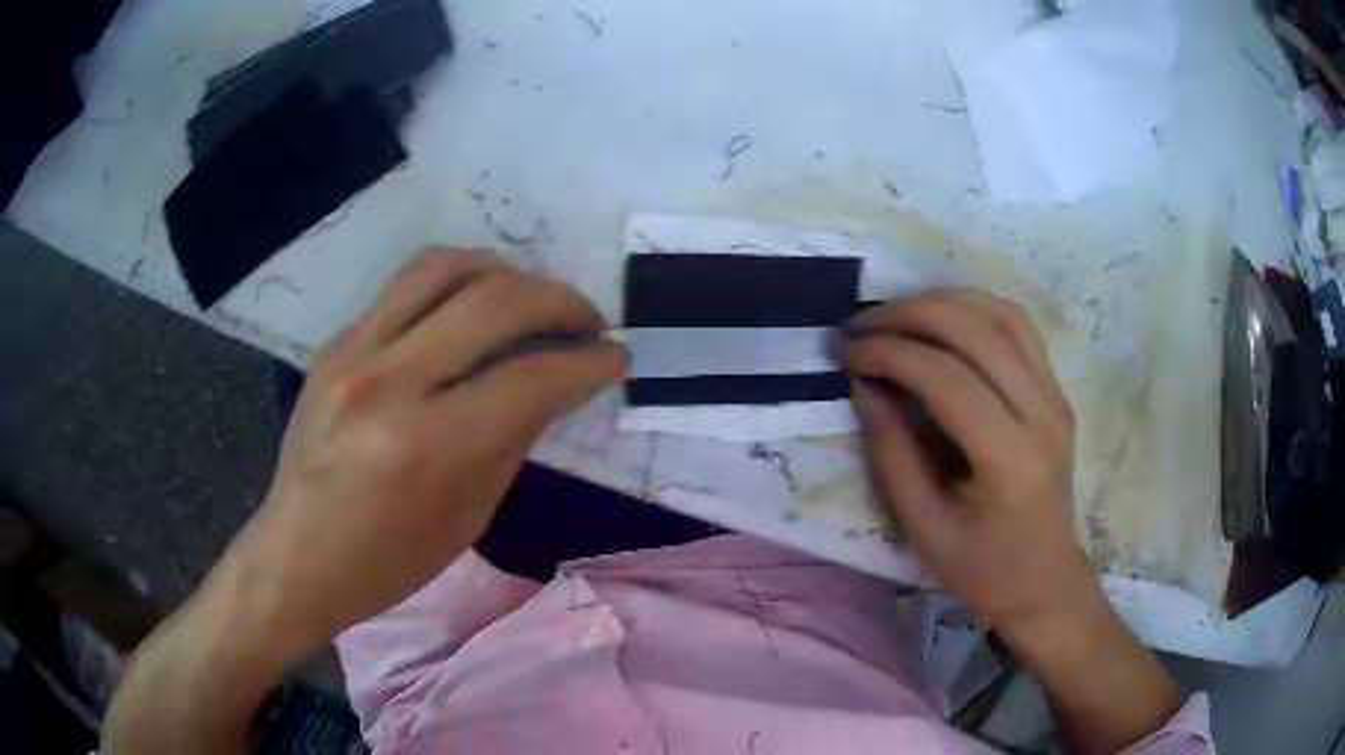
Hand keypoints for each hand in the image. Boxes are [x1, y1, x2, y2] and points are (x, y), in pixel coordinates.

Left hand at [223, 249, 627, 649]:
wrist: (297, 556)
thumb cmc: (388, 562)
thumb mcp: (468, 516)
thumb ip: (514, 437)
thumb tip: (556, 381)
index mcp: (428, 447)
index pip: (531, 378)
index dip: (588, 361)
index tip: (615, 356)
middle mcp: (390, 382)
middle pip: (494, 302)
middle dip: (560, 301)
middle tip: (587, 321)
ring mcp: (355, 351)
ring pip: (447, 267)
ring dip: (507, 273)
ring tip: (532, 298)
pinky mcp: (337, 342)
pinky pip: (408, 285)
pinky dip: (458, 283)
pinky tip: (474, 307)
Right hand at [842, 290, 1090, 634]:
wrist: (1044, 579)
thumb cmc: (981, 568)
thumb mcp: (922, 526)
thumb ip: (891, 453)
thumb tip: (865, 385)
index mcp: (1009, 459)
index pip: (947, 378)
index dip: (891, 354)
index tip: (847, 353)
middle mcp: (1042, 414)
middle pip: (976, 331)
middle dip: (911, 315)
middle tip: (862, 323)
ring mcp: (1055, 397)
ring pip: (1001, 315)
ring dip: (943, 302)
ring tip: (896, 315)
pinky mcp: (1057, 391)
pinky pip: (1018, 327)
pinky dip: (975, 308)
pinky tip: (943, 318)